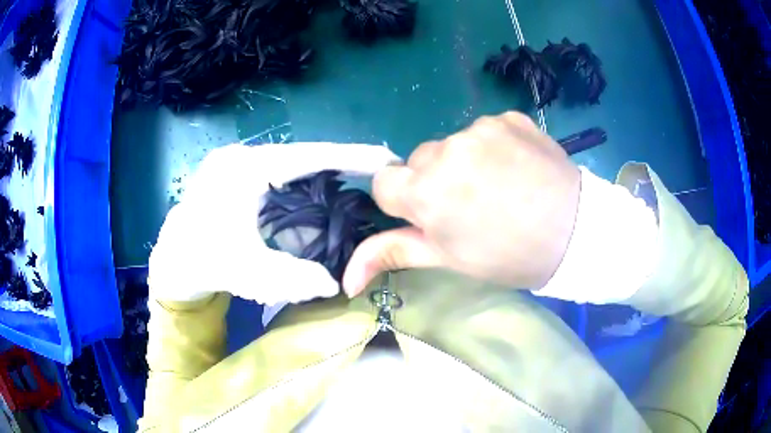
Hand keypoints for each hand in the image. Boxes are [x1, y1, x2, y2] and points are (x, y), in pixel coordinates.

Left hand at [149, 143, 400, 304]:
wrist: (171, 262)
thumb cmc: (201, 262)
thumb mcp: (245, 272)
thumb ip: (291, 277)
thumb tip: (334, 284)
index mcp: (245, 168)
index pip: (309, 155)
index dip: (351, 156)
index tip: (386, 158)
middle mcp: (244, 157)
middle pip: (304, 159)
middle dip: (339, 171)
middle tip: (376, 182)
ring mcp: (239, 166)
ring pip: (293, 170)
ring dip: (319, 186)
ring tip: (351, 198)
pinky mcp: (238, 178)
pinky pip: (280, 181)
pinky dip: (301, 195)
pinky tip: (314, 212)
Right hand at [343, 112, 580, 295]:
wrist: (577, 231)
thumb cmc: (509, 255)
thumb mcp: (449, 260)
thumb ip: (393, 255)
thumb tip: (345, 280)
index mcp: (426, 190)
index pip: (385, 182)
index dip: (406, 202)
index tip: (433, 216)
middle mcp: (446, 149)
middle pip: (418, 160)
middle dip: (434, 181)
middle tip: (471, 206)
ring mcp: (480, 128)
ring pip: (451, 144)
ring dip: (463, 162)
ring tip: (498, 187)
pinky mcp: (507, 117)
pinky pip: (484, 130)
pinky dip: (492, 147)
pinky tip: (516, 167)